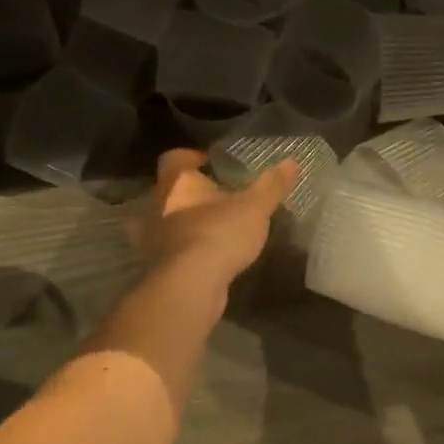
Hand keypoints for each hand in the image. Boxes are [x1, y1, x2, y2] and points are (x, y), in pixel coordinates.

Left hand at [137, 148, 299, 290]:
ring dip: (182, 222)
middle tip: (215, 196)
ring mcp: (152, 238)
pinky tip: (205, 255)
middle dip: (188, 192)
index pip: (174, 158)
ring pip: (164, 221)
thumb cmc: (219, 233)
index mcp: (177, 182)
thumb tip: (292, 161)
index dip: (190, 157)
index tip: (208, 162)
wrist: (189, 286)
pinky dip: (184, 249)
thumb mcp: (255, 207)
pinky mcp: (155, 266)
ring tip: (211, 226)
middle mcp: (156, 205)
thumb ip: (272, 185)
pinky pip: (169, 249)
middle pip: (167, 190)